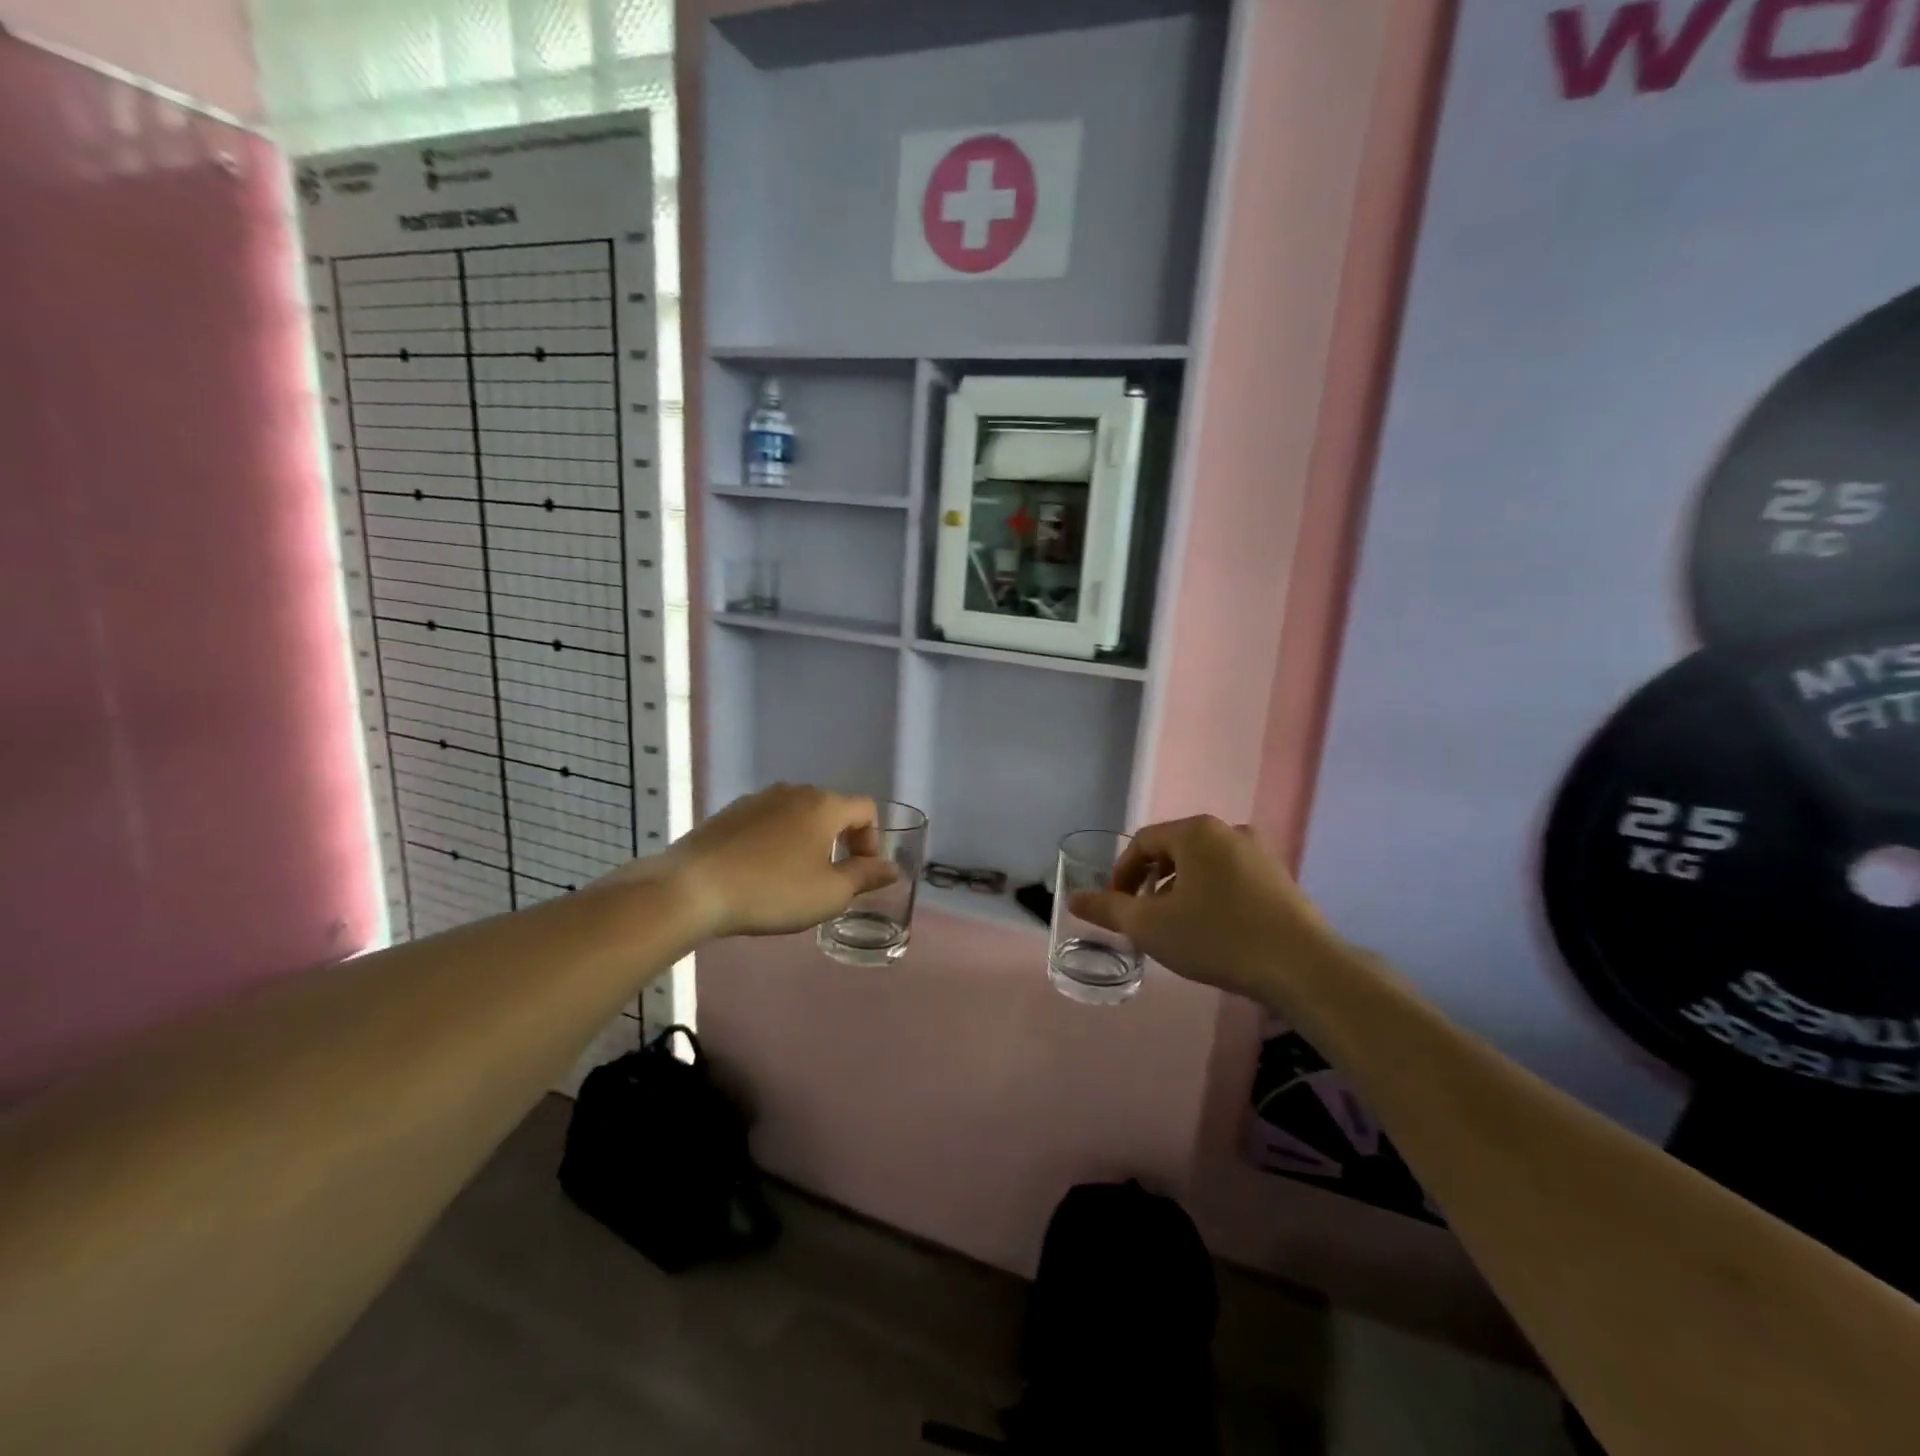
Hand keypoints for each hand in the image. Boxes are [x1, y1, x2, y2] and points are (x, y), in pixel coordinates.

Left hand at [605, 784, 897, 938]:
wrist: (693, 888)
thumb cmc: (772, 891)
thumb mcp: (829, 893)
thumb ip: (866, 877)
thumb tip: (893, 868)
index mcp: (824, 805)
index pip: (865, 809)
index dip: (872, 840)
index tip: (859, 873)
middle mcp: (793, 792)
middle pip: (831, 809)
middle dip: (839, 841)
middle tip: (830, 878)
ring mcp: (758, 799)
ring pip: (797, 815)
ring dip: (807, 840)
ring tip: (793, 877)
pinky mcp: (729, 813)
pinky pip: (767, 822)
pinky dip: (775, 841)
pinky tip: (759, 872)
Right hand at [1069, 816, 1338, 1005]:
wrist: (1303, 967)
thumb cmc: (1218, 938)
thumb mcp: (1151, 926)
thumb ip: (1109, 909)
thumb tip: (1073, 898)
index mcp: (1195, 831)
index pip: (1142, 843)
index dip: (1121, 874)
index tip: (1117, 908)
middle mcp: (1228, 831)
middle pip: (1173, 851)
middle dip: (1151, 883)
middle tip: (1144, 918)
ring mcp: (1259, 853)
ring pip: (1202, 865)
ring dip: (1180, 891)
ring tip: (1176, 928)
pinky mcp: (1279, 878)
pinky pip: (1229, 878)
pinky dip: (1210, 896)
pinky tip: (1213, 931)